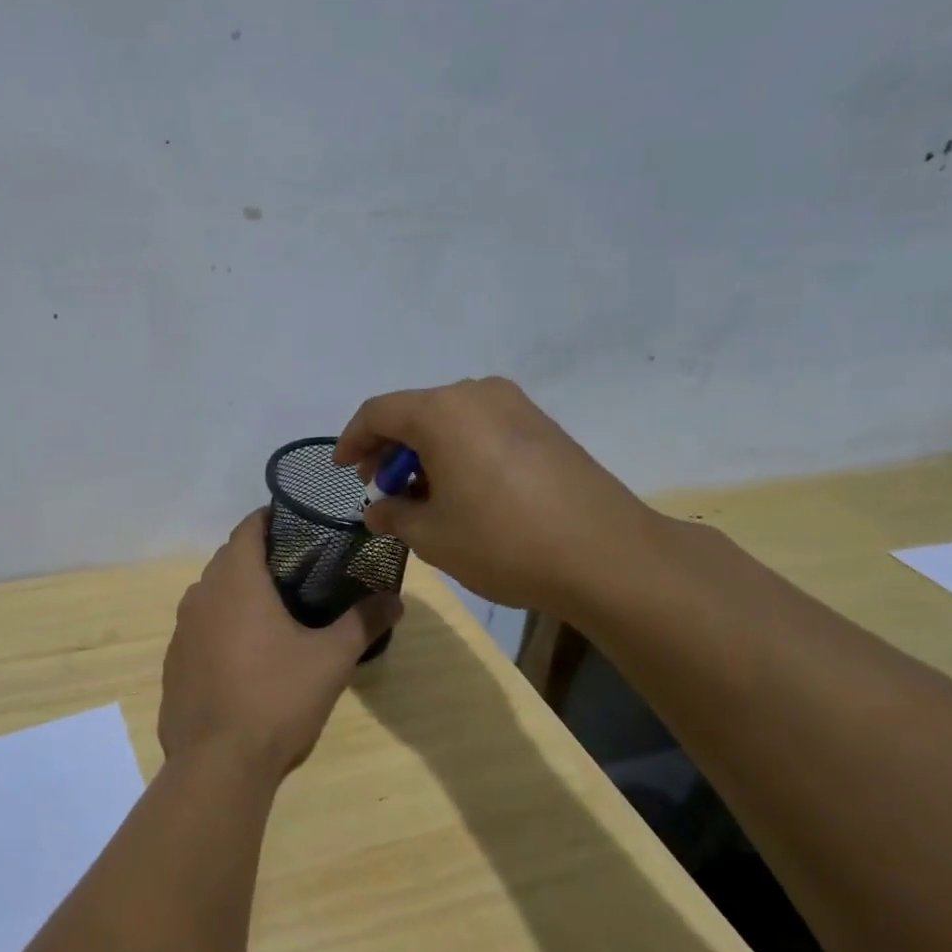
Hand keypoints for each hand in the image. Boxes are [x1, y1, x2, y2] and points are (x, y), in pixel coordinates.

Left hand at [160, 510, 402, 781]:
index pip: (249, 527)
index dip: (273, 519)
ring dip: (239, 593)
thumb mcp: (331, 659)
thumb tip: (396, 599)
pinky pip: (200, 628)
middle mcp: (201, 594)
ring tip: (276, 611)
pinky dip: (221, 627)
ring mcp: (182, 629)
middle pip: (230, 559)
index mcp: (236, 580)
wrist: (217, 763)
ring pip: (212, 594)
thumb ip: (363, 622)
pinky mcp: (173, 662)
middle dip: (261, 558)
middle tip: (300, 571)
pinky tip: (245, 655)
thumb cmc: (276, 698)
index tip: (301, 526)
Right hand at [335, 377, 663, 616]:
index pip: (378, 413)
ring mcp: (517, 406)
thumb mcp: (432, 536)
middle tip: (380, 488)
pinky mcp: (543, 425)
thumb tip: (378, 509)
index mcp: (442, 412)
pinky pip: (482, 427)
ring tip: (421, 495)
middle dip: (389, 449)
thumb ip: (393, 515)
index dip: (352, 440)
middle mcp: (478, 394)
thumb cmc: (503, 542)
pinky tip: (461, 490)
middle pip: (415, 412)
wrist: (608, 556)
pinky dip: (458, 451)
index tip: (343, 469)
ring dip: (424, 451)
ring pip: (449, 419)